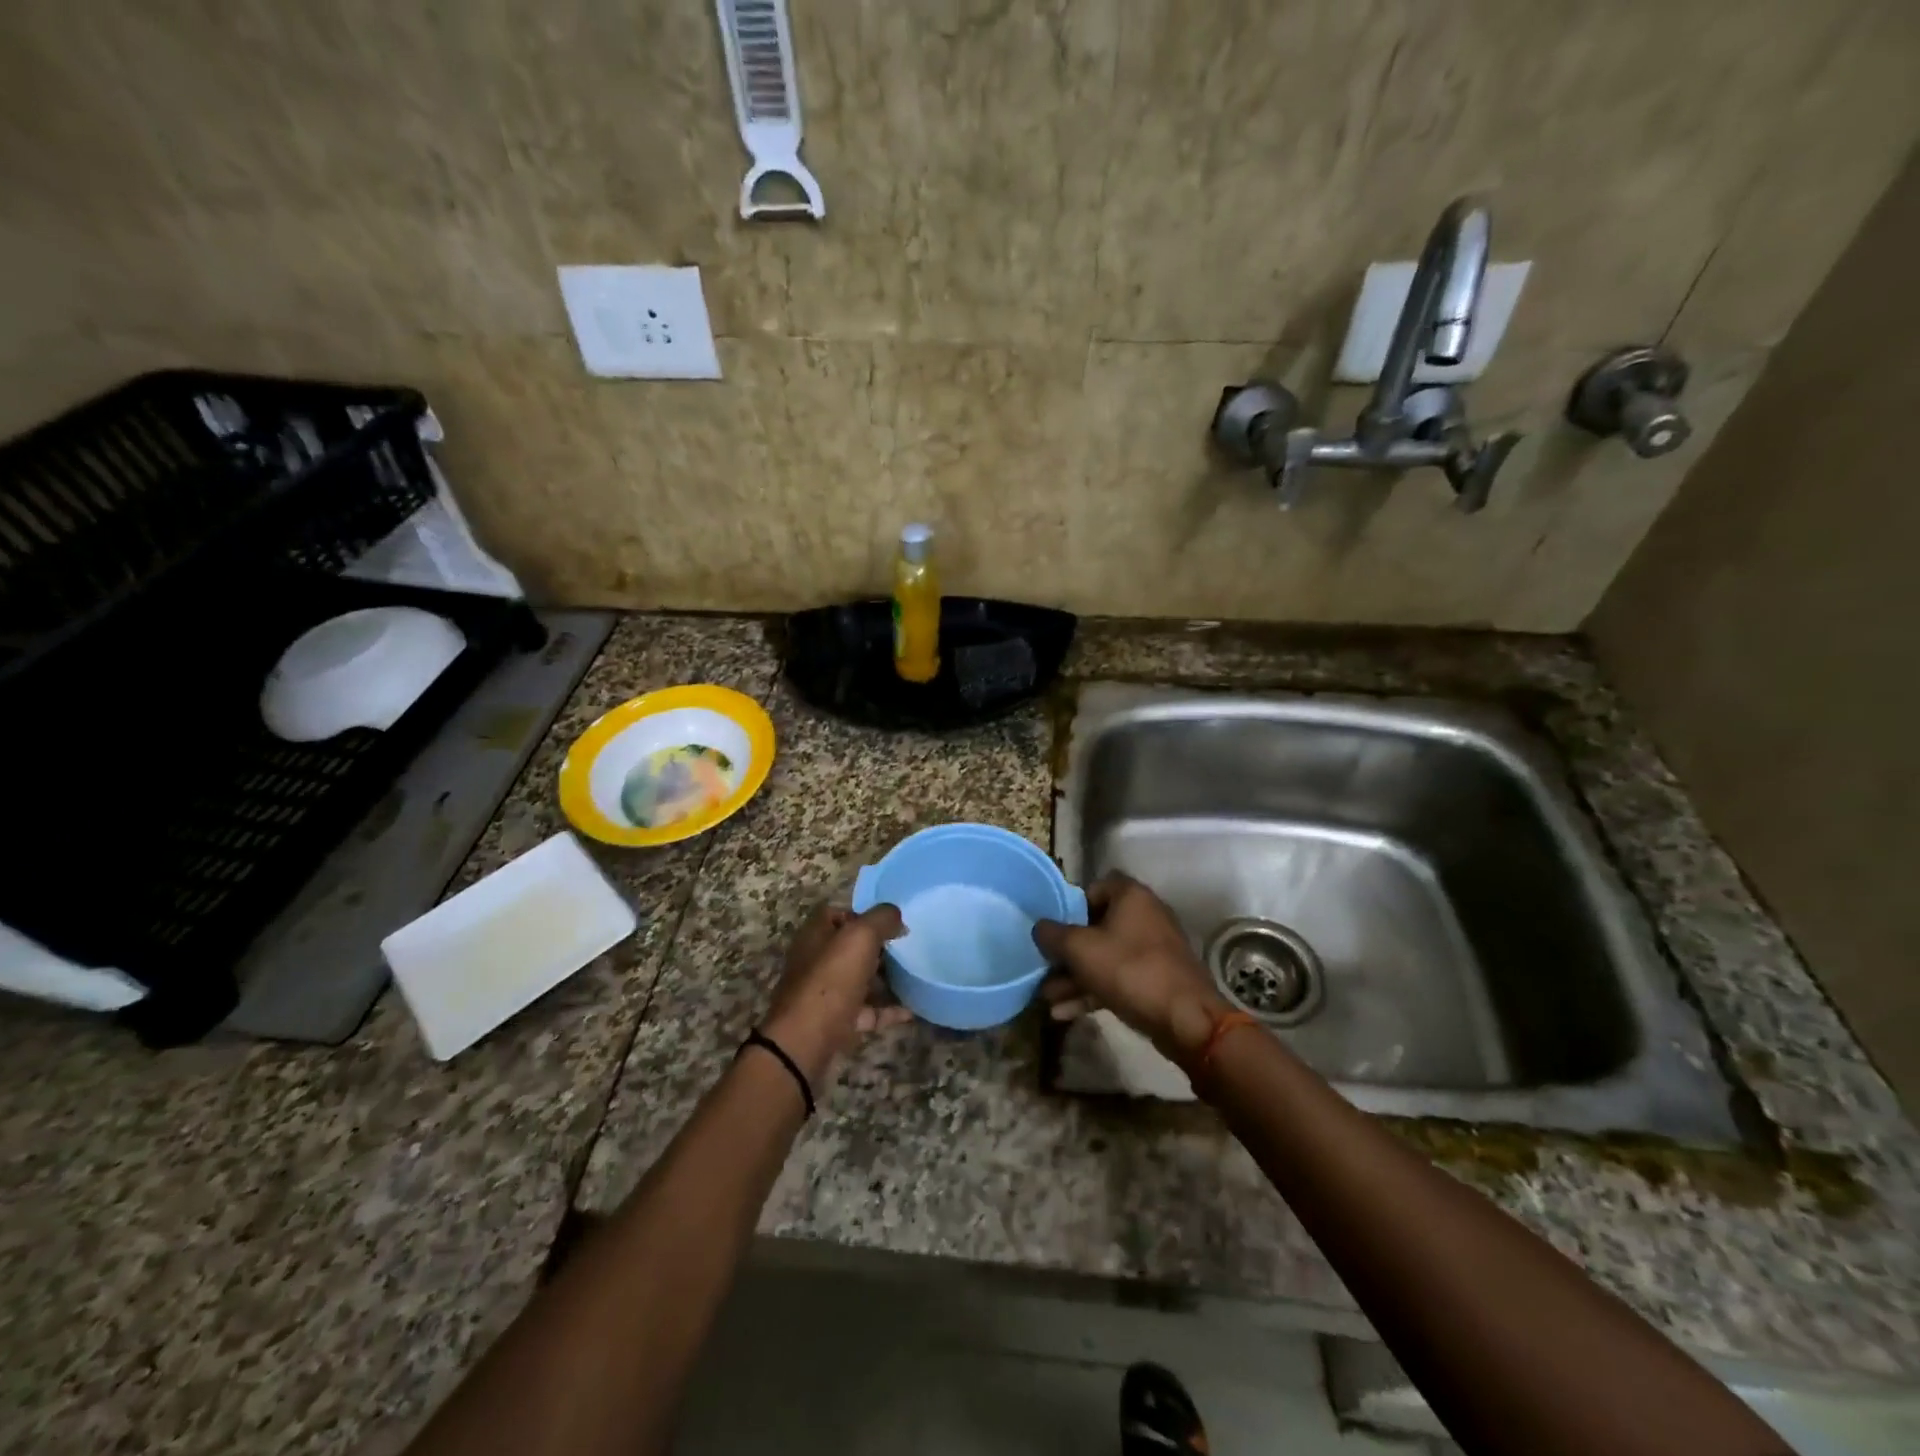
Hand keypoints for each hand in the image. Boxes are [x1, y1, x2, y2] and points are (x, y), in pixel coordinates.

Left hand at [760, 904, 910, 1086]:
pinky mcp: (836, 1021)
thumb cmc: (831, 979)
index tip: (889, 922)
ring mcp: (825, 993)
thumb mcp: (860, 936)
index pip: (836, 913)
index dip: (862, 914)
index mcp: (815, 934)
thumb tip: (896, 916)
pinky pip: (867, 1011)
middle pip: (848, 947)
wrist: (806, 1040)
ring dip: (883, 978)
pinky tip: (910, 1011)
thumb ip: (881, 918)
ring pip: (858, 979)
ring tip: (912, 974)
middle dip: (877, 946)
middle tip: (905, 947)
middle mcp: (816, 960)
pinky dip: (887, 1010)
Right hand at [1032, 873, 1229, 1064]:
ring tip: (1048, 999)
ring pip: (1104, 956)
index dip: (1069, 906)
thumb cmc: (1130, 970)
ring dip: (1075, 977)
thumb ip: (1053, 934)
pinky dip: (1093, 991)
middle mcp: (1145, 915)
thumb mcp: (1080, 949)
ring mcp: (1153, 949)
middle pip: (1096, 926)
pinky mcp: (1157, 979)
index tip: (1053, 929)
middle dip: (1067, 951)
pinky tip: (1065, 1012)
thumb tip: (1040, 927)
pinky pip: (1118, 978)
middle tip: (1044, 968)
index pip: (1093, 888)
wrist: (1186, 1019)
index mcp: (1130, 896)